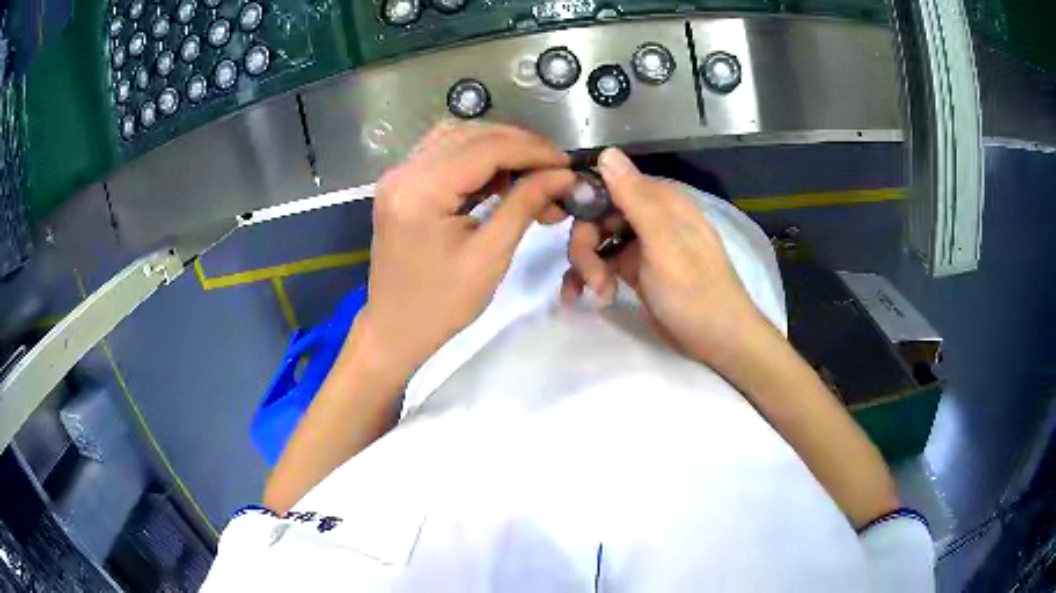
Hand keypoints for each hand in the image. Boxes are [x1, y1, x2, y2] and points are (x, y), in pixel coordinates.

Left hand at [355, 123, 574, 379]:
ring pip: (458, 137)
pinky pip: (444, 153)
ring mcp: (399, 175)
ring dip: (499, 148)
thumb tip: (564, 175)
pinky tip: (503, 177)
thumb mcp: (490, 256)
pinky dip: (477, 158)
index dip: (532, 151)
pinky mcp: (402, 184)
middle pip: (471, 134)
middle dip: (519, 146)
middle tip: (555, 170)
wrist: (395, 329)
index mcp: (420, 190)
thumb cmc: (442, 304)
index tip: (567, 165)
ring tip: (533, 172)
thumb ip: (525, 204)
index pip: (486, 148)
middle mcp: (404, 171)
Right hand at [562, 148, 769, 364]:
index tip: (563, 224)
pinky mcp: (636, 270)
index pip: (608, 185)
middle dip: (585, 246)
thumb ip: (635, 198)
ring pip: (596, 241)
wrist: (718, 341)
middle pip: (597, 216)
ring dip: (586, 266)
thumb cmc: (695, 292)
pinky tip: (582, 297)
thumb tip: (606, 151)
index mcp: (661, 201)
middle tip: (592, 279)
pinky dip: (590, 278)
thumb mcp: (663, 244)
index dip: (584, 203)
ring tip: (595, 294)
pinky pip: (603, 264)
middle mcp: (650, 217)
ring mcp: (642, 244)